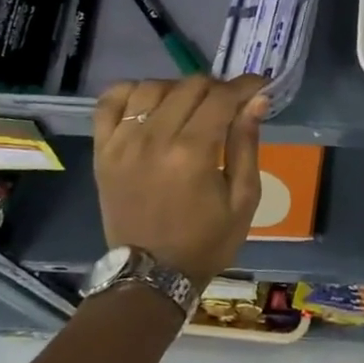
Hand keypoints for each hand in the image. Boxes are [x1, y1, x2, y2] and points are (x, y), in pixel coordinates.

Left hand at [92, 75, 268, 282]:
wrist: (150, 277)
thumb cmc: (206, 241)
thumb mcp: (243, 199)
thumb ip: (247, 144)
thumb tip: (257, 101)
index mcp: (192, 154)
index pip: (222, 97)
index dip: (246, 85)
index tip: (260, 87)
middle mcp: (154, 140)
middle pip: (190, 86)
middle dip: (218, 87)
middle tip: (230, 104)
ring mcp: (122, 144)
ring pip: (152, 87)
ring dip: (179, 89)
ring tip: (191, 106)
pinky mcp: (103, 151)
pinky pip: (109, 102)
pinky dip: (131, 92)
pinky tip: (150, 103)